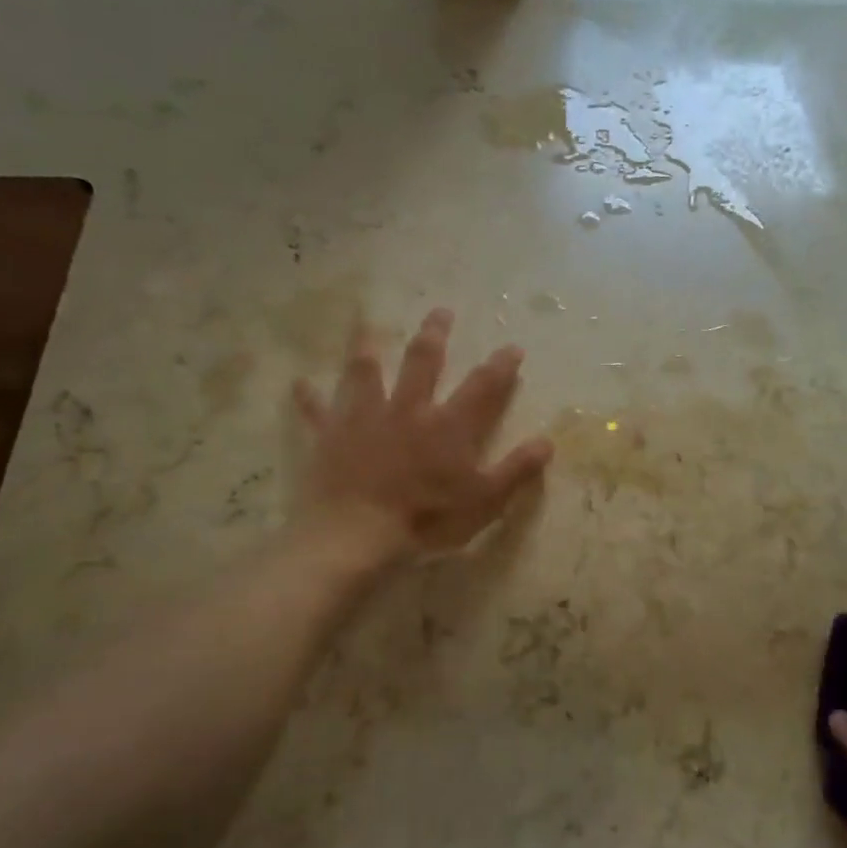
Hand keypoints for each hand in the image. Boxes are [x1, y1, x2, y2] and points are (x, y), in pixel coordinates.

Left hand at [291, 308, 553, 563]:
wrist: (357, 535)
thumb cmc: (426, 520)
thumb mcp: (484, 501)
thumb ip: (516, 470)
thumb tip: (547, 442)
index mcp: (448, 426)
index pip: (482, 386)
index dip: (501, 366)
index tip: (513, 347)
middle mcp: (408, 410)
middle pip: (423, 362)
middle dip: (435, 335)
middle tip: (441, 312)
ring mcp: (365, 419)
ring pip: (366, 373)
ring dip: (367, 346)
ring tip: (367, 324)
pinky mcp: (331, 436)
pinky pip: (317, 412)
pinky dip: (309, 398)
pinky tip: (299, 383)